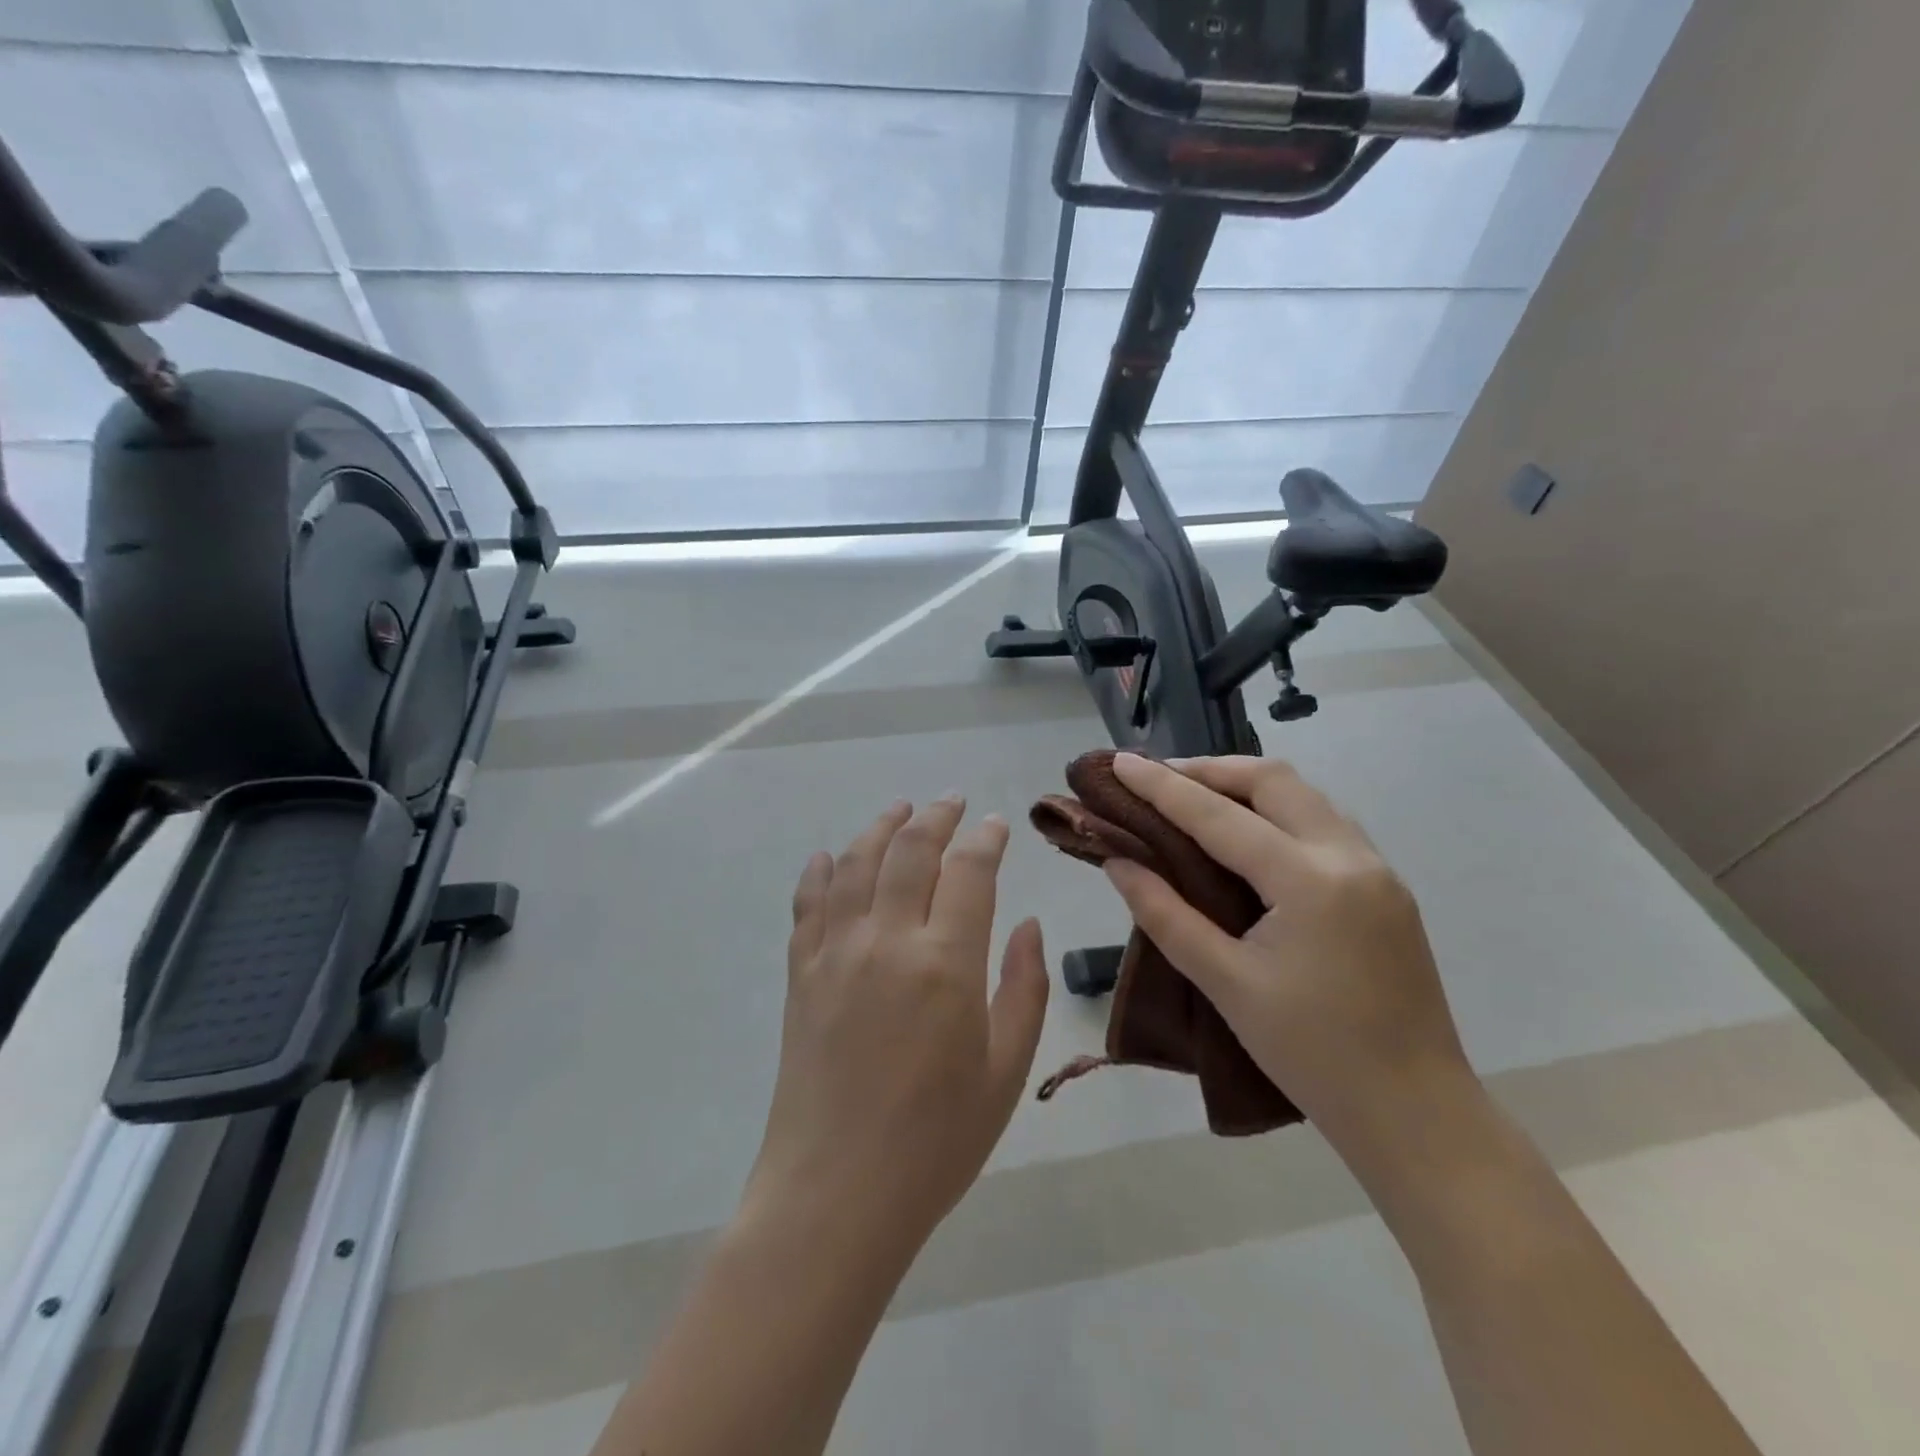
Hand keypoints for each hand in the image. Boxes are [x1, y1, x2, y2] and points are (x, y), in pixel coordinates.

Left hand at [744, 796, 1049, 1257]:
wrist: (835, 1193)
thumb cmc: (936, 1141)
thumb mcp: (1005, 1070)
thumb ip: (1024, 987)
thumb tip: (1026, 924)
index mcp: (945, 963)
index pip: (969, 872)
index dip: (986, 839)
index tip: (997, 825)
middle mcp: (886, 940)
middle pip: (909, 850)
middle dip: (935, 817)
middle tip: (952, 802)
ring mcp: (835, 952)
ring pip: (856, 862)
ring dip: (880, 827)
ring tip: (899, 810)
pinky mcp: (801, 972)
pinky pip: (809, 902)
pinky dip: (822, 870)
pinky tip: (831, 857)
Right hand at [1102, 753, 1471, 1142]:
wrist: (1416, 1114)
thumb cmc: (1312, 1055)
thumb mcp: (1226, 984)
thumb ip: (1166, 915)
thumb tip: (1117, 862)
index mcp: (1309, 881)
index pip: (1219, 815)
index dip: (1162, 787)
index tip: (1120, 762)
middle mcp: (1349, 856)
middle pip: (1273, 780)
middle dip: (1210, 770)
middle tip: (1157, 779)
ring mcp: (1377, 869)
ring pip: (1304, 796)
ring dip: (1246, 786)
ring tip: (1195, 797)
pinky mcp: (1386, 888)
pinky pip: (1323, 824)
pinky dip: (1277, 811)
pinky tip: (1249, 835)